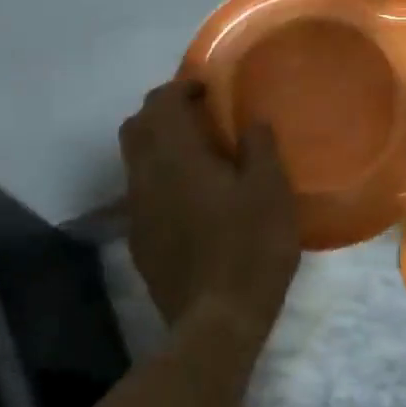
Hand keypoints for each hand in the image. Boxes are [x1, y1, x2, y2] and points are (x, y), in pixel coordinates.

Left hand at [118, 80, 300, 334]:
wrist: (216, 319)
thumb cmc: (250, 248)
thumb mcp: (270, 192)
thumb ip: (259, 148)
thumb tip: (252, 120)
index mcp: (175, 157)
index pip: (160, 103)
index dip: (181, 87)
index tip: (208, 89)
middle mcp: (145, 177)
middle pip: (136, 127)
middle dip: (161, 112)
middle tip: (198, 116)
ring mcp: (137, 211)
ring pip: (135, 161)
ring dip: (158, 146)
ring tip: (196, 156)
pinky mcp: (140, 240)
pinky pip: (142, 193)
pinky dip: (160, 180)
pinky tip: (190, 199)